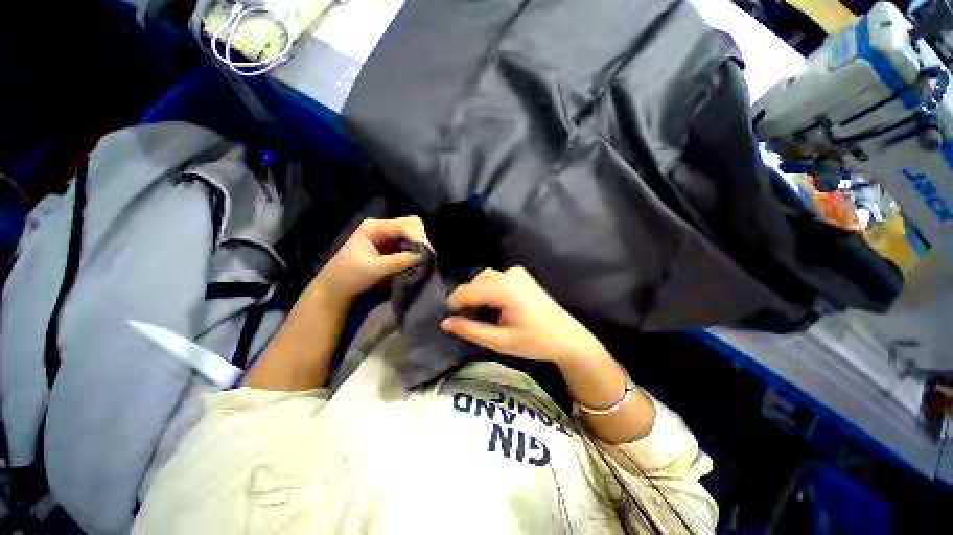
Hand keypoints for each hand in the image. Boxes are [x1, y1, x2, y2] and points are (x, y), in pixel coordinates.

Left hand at [311, 217, 429, 306]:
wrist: (335, 289)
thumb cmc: (350, 276)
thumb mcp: (375, 268)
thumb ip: (400, 261)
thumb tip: (423, 256)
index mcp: (374, 227)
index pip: (404, 225)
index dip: (417, 237)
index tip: (427, 253)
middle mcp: (381, 228)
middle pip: (409, 226)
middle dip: (420, 239)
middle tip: (427, 256)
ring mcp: (385, 237)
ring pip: (410, 235)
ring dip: (418, 246)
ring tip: (424, 260)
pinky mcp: (388, 247)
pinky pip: (406, 244)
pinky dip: (414, 252)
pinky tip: (417, 261)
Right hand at [441, 267, 606, 364]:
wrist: (568, 338)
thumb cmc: (535, 342)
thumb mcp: (500, 341)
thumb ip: (470, 330)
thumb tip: (445, 323)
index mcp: (505, 289)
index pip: (468, 290)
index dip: (455, 304)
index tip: (451, 319)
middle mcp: (510, 274)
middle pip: (476, 282)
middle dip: (468, 299)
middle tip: (468, 320)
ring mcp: (518, 273)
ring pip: (486, 279)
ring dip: (478, 294)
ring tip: (481, 314)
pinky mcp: (522, 276)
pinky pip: (497, 278)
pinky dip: (490, 290)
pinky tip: (495, 306)